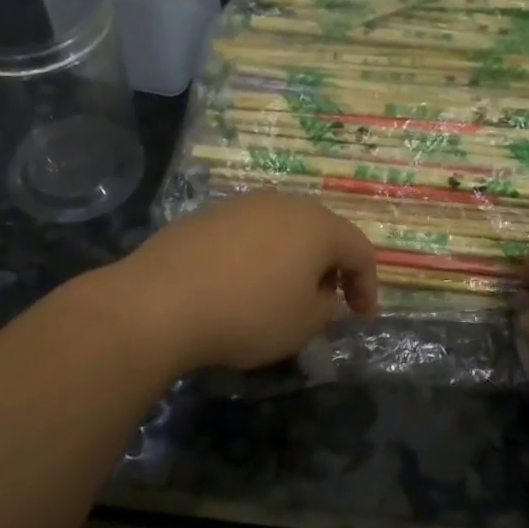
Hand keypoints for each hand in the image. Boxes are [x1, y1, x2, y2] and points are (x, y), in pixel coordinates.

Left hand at [117, 192, 377, 371]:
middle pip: (322, 232)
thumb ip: (327, 305)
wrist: (160, 301)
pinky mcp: (207, 215)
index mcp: (318, 225)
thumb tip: (322, 292)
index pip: (360, 251)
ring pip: (283, 229)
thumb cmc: (248, 314)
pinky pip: (249, 234)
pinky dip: (258, 256)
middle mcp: (284, 204)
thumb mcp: (304, 323)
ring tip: (284, 292)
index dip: (367, 286)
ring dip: (293, 259)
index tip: (361, 317)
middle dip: (331, 267)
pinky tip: (242, 284)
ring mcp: (242, 205)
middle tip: (328, 300)